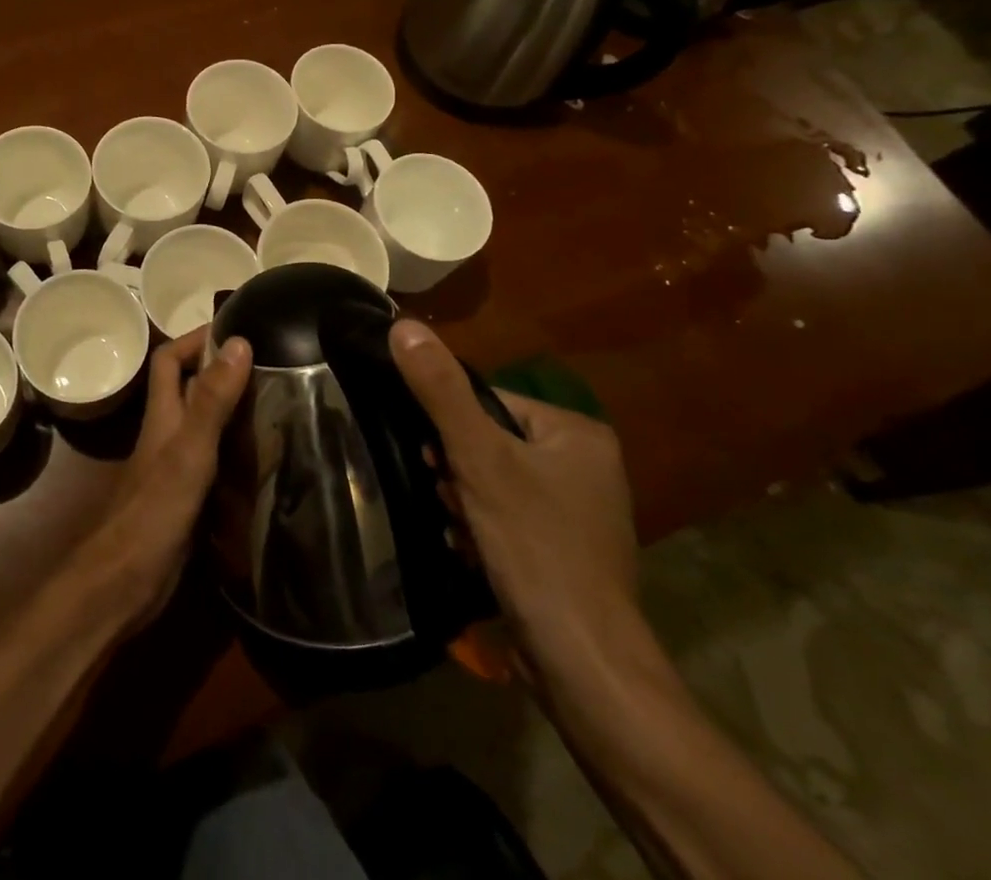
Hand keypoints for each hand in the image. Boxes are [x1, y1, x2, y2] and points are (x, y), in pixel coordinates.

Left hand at [67, 326, 251, 625]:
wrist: (124, 584)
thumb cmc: (154, 510)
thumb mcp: (190, 450)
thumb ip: (213, 399)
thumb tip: (239, 341)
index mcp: (163, 414)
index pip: (170, 359)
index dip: (195, 338)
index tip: (236, 328)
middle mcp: (167, 434)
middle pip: (190, 389)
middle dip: (222, 371)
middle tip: (270, 365)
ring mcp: (176, 467)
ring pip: (205, 424)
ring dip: (233, 410)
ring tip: (278, 403)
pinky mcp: (187, 498)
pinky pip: (215, 461)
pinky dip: (237, 452)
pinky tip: (267, 458)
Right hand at [389, 320, 638, 658]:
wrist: (582, 665)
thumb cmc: (535, 546)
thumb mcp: (479, 459)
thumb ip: (440, 390)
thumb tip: (403, 324)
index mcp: (577, 433)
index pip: (491, 403)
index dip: (454, 431)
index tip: (437, 464)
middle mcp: (587, 466)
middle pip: (491, 445)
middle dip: (460, 474)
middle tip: (453, 501)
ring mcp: (580, 513)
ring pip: (495, 484)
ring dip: (466, 505)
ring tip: (463, 533)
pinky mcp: (566, 553)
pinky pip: (510, 520)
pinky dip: (485, 532)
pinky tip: (474, 555)